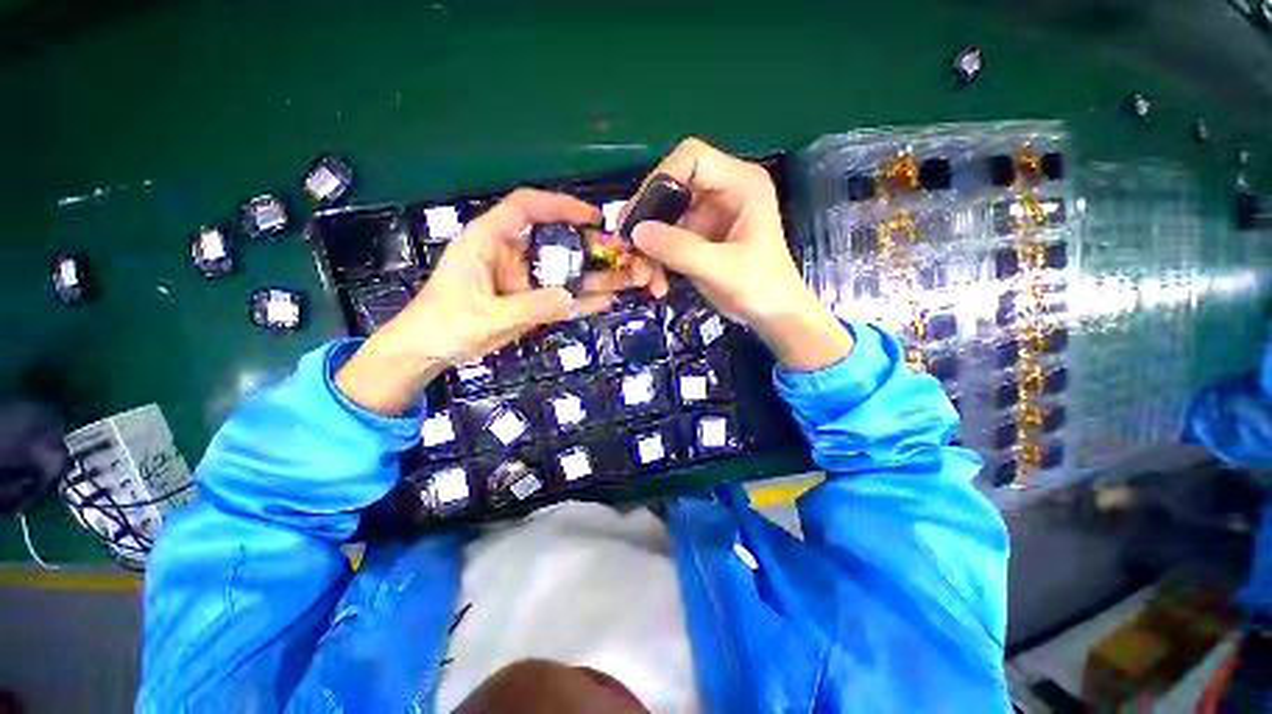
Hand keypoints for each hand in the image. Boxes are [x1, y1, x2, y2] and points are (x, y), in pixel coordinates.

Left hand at [336, 189, 649, 413]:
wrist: (429, 351)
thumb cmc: (445, 325)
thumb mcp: (486, 316)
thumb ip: (529, 307)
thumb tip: (570, 297)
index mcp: (489, 240)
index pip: (527, 207)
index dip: (561, 206)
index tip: (593, 218)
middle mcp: (510, 253)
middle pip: (554, 238)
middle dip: (588, 244)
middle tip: (619, 255)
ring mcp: (522, 277)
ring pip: (562, 268)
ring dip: (592, 273)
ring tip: (625, 278)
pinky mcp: (529, 298)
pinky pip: (560, 294)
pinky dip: (581, 298)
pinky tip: (605, 300)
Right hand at [629, 138, 851, 370]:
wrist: (774, 316)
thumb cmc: (760, 288)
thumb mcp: (720, 269)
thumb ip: (678, 249)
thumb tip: (635, 231)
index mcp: (740, 184)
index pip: (691, 158)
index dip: (660, 179)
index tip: (638, 216)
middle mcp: (722, 193)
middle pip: (670, 189)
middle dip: (646, 223)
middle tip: (625, 249)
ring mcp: (709, 216)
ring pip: (664, 219)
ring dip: (648, 250)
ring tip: (641, 279)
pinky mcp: (700, 238)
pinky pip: (668, 241)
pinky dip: (657, 261)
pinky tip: (656, 285)